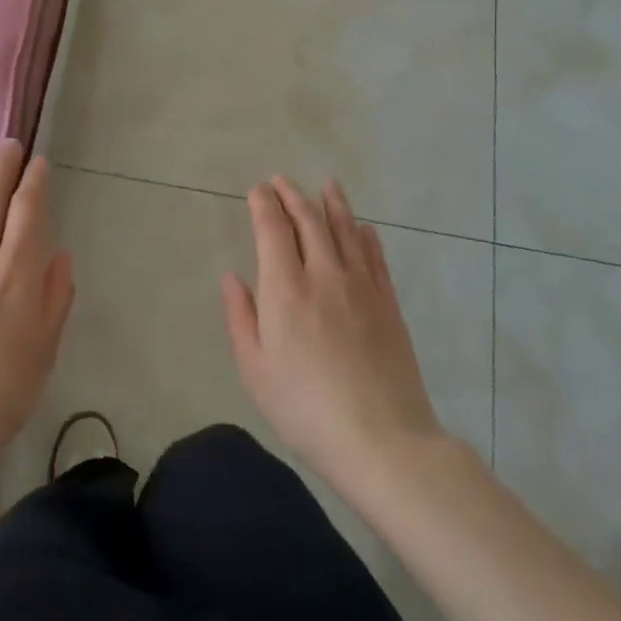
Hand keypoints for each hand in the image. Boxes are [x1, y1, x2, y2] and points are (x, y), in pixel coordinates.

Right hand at [222, 177, 444, 498]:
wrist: (382, 440)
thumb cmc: (305, 409)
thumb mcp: (255, 370)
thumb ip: (241, 317)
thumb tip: (232, 276)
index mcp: (285, 289)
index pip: (273, 229)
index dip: (264, 204)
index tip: (257, 190)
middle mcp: (324, 274)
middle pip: (309, 220)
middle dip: (292, 195)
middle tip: (282, 180)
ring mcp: (361, 286)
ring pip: (345, 230)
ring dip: (332, 203)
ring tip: (326, 183)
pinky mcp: (388, 303)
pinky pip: (375, 257)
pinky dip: (366, 235)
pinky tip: (363, 227)